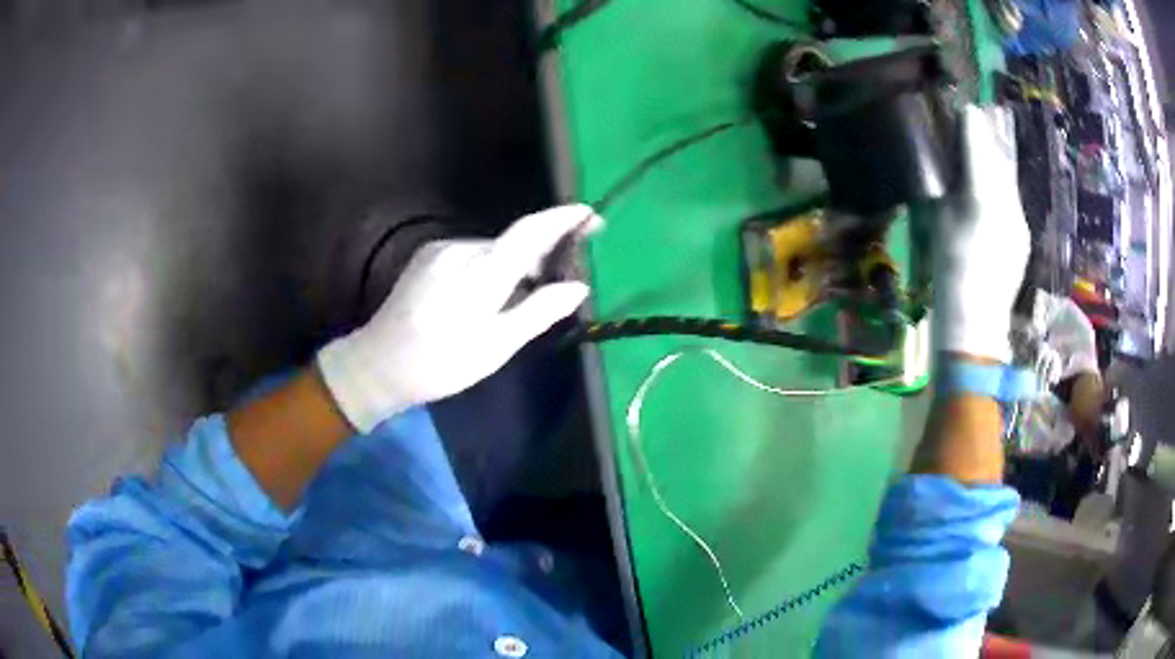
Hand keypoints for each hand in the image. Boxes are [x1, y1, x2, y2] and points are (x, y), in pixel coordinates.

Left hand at [317, 204, 599, 432]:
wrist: (377, 364)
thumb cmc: (440, 363)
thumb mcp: (495, 346)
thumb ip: (538, 311)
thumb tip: (578, 287)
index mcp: (480, 272)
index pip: (530, 232)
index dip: (562, 219)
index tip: (590, 214)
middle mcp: (460, 249)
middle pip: (512, 243)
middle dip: (539, 256)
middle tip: (557, 284)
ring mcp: (440, 250)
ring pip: (492, 251)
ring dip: (511, 268)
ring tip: (514, 304)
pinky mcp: (427, 257)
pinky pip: (471, 256)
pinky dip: (488, 270)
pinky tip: (482, 300)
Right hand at [933, 106, 1030, 363]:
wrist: (976, 322)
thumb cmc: (949, 269)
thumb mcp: (940, 220)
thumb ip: (947, 184)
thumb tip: (950, 161)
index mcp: (982, 193)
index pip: (979, 141)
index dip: (971, 122)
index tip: (964, 110)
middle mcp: (1008, 201)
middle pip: (998, 157)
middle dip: (986, 140)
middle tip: (973, 128)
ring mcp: (1019, 221)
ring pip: (1008, 180)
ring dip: (996, 166)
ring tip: (983, 160)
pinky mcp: (1023, 238)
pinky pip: (1013, 203)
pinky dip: (1002, 193)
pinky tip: (991, 203)